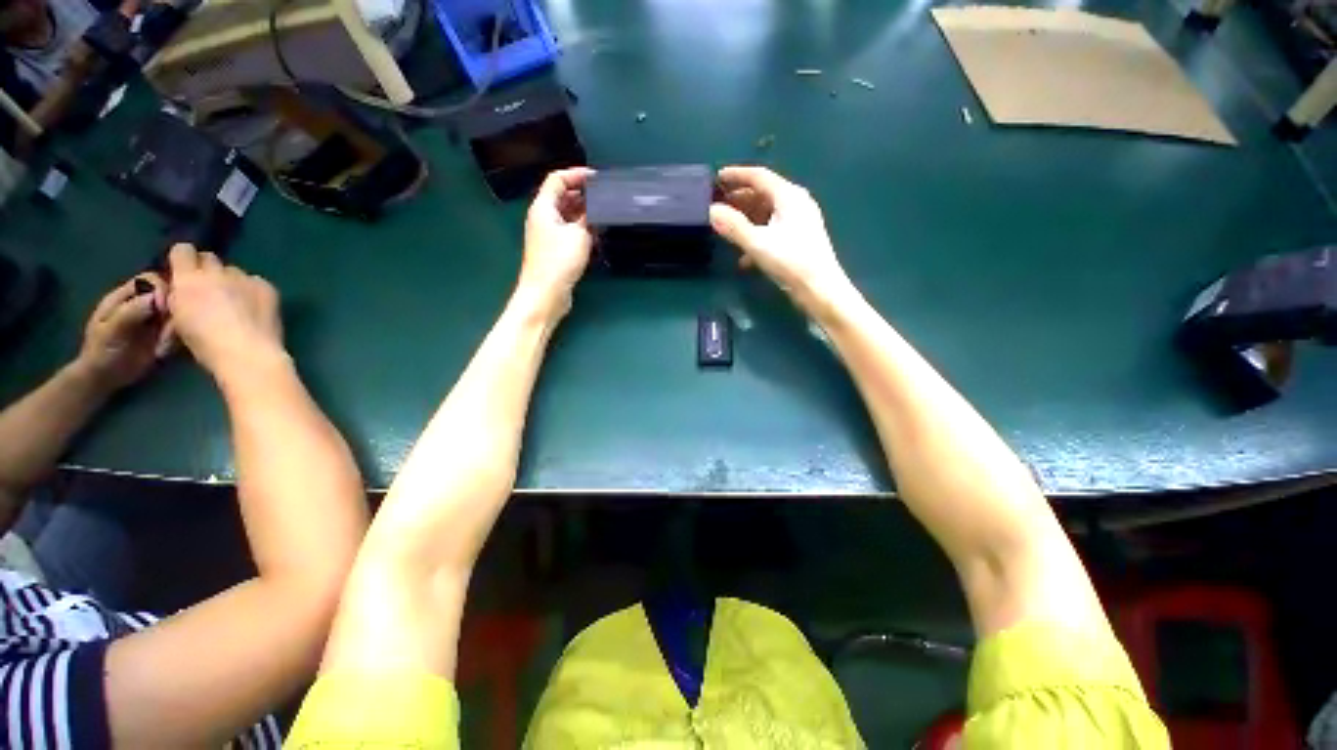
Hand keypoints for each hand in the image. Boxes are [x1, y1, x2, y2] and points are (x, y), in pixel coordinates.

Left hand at [76, 274, 171, 390]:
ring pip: (177, 312)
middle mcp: (142, 303)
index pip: (149, 280)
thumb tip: (155, 298)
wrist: (104, 377)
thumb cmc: (101, 352)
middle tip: (167, 331)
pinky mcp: (164, 333)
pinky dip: (176, 338)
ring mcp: (154, 319)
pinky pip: (179, 328)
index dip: (161, 289)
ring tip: (163, 346)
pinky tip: (165, 351)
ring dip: (174, 329)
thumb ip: (129, 312)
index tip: (164, 309)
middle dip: (172, 310)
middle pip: (168, 294)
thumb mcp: (110, 332)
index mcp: (124, 297)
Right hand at [166, 245, 284, 381]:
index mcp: (187, 280)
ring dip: (230, 282)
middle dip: (206, 270)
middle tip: (209, 289)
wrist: (247, 353)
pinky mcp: (267, 286)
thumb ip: (178, 298)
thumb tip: (180, 292)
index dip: (183, 260)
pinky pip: (255, 281)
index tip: (184, 272)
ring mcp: (244, 277)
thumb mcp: (178, 319)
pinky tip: (254, 307)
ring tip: (235, 302)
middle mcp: (215, 272)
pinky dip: (252, 290)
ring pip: (233, 271)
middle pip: (209, 258)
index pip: (182, 250)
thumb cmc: (206, 344)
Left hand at [518, 168, 594, 318]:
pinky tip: (596, 234)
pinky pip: (569, 231)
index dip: (576, 174)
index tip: (597, 179)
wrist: (546, 294)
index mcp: (543, 208)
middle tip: (604, 197)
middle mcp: (543, 218)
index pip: (557, 179)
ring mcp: (549, 235)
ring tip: (604, 214)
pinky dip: (582, 229)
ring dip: (584, 213)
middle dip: (582, 194)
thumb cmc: (559, 261)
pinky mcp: (555, 250)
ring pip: (567, 215)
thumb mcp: (579, 234)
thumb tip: (595, 209)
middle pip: (562, 197)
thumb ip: (589, 217)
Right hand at [710, 166, 853, 309]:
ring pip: (767, 213)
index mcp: (789, 196)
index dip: (736, 175)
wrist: (820, 290)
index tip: (716, 178)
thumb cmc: (791, 262)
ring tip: (727, 229)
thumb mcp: (758, 244)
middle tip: (717, 206)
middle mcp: (796, 202)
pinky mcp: (799, 238)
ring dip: (746, 219)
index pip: (759, 176)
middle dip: (739, 199)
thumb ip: (734, 226)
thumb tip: (711, 211)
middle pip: (763, 193)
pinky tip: (744, 256)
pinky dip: (757, 236)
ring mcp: (799, 221)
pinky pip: (773, 229)